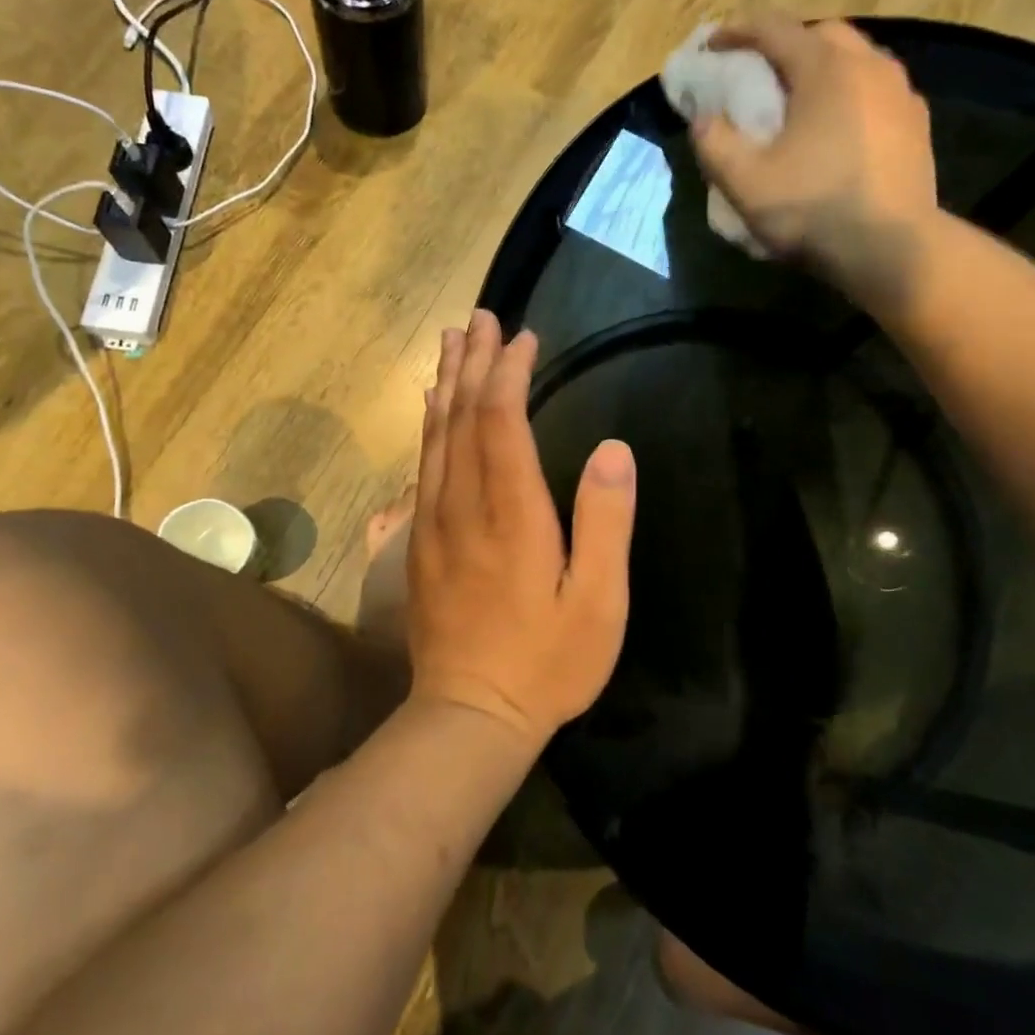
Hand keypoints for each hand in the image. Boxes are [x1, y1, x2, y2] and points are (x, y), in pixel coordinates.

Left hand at [407, 310, 636, 746]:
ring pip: (435, 438)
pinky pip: (423, 468)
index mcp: (511, 514)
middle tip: (479, 318)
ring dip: (445, 386)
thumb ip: (606, 523)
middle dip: (472, 364)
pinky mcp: (419, 543)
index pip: (502, 422)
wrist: (468, 716)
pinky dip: (430, 428)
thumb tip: (615, 450)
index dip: (510, 373)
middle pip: (461, 417)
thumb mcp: (597, 602)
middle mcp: (463, 506)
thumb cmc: (546, 663)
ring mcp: (433, 524)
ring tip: (451, 344)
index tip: (524, 338)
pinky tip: (433, 412)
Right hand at [692, 15, 941, 310]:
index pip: (775, 28)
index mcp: (825, 68)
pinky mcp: (917, 125)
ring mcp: (901, 94)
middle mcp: (869, 66)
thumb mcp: (745, 183)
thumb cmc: (813, 210)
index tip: (712, 44)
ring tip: (799, 100)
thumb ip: (715, 144)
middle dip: (785, 45)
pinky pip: (876, 92)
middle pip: (822, 35)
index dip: (737, 31)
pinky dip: (849, 95)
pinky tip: (837, 128)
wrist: (891, 249)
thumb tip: (703, 119)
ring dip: (821, 69)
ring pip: (856, 60)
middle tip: (759, 72)